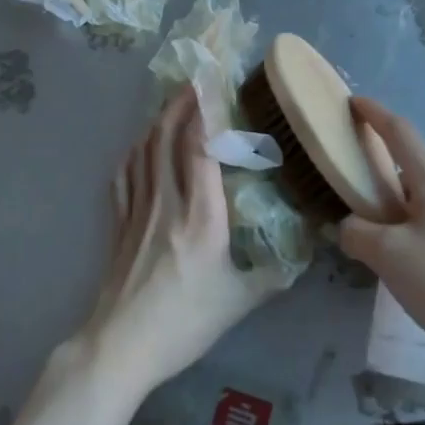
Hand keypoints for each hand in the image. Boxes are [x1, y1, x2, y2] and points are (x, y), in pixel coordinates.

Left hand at [79, 88, 279, 394]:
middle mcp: (167, 203)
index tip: (212, 80)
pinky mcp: (118, 223)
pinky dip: (136, 150)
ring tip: (174, 101)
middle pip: (167, 137)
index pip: (200, 148)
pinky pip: (125, 174)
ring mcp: (137, 210)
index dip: (205, 110)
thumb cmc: (184, 324)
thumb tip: (305, 253)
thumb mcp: (239, 302)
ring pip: (145, 150)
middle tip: (195, 77)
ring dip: (159, 120)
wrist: (120, 347)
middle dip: (181, 102)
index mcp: (201, 217)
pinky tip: (141, 145)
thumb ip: (274, 274)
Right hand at [338, 97, 424, 355]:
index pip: (400, 133)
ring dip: (402, 208)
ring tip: (380, 239)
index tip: (354, 102)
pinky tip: (411, 262)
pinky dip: (420, 229)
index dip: (375, 114)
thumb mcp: (387, 256)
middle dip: (385, 174)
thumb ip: (358, 233)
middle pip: (414, 168)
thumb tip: (351, 228)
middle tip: (357, 194)